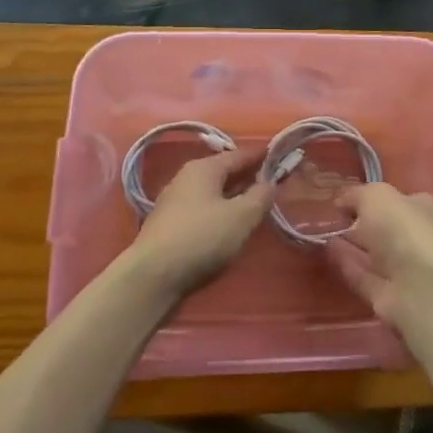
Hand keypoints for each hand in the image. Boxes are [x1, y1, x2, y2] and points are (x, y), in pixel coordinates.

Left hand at [129, 150, 272, 297]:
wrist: (152, 277)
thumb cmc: (201, 238)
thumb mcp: (241, 216)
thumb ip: (260, 196)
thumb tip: (270, 182)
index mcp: (204, 168)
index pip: (239, 154)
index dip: (261, 156)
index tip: (280, 155)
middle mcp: (186, 178)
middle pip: (223, 172)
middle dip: (247, 176)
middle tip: (272, 181)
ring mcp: (174, 202)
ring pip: (212, 192)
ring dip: (233, 195)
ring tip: (253, 204)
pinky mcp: (168, 225)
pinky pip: (202, 209)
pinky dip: (219, 211)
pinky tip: (228, 225)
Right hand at [325, 181, 432, 328]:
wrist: (417, 286)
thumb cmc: (401, 229)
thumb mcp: (375, 196)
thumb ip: (356, 195)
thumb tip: (342, 202)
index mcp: (421, 208)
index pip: (395, 200)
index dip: (369, 199)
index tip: (342, 200)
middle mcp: (415, 237)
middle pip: (382, 228)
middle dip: (358, 223)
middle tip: (327, 218)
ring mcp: (402, 269)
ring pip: (371, 253)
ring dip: (349, 244)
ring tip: (321, 234)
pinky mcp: (387, 295)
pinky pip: (362, 274)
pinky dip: (346, 264)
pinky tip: (326, 253)